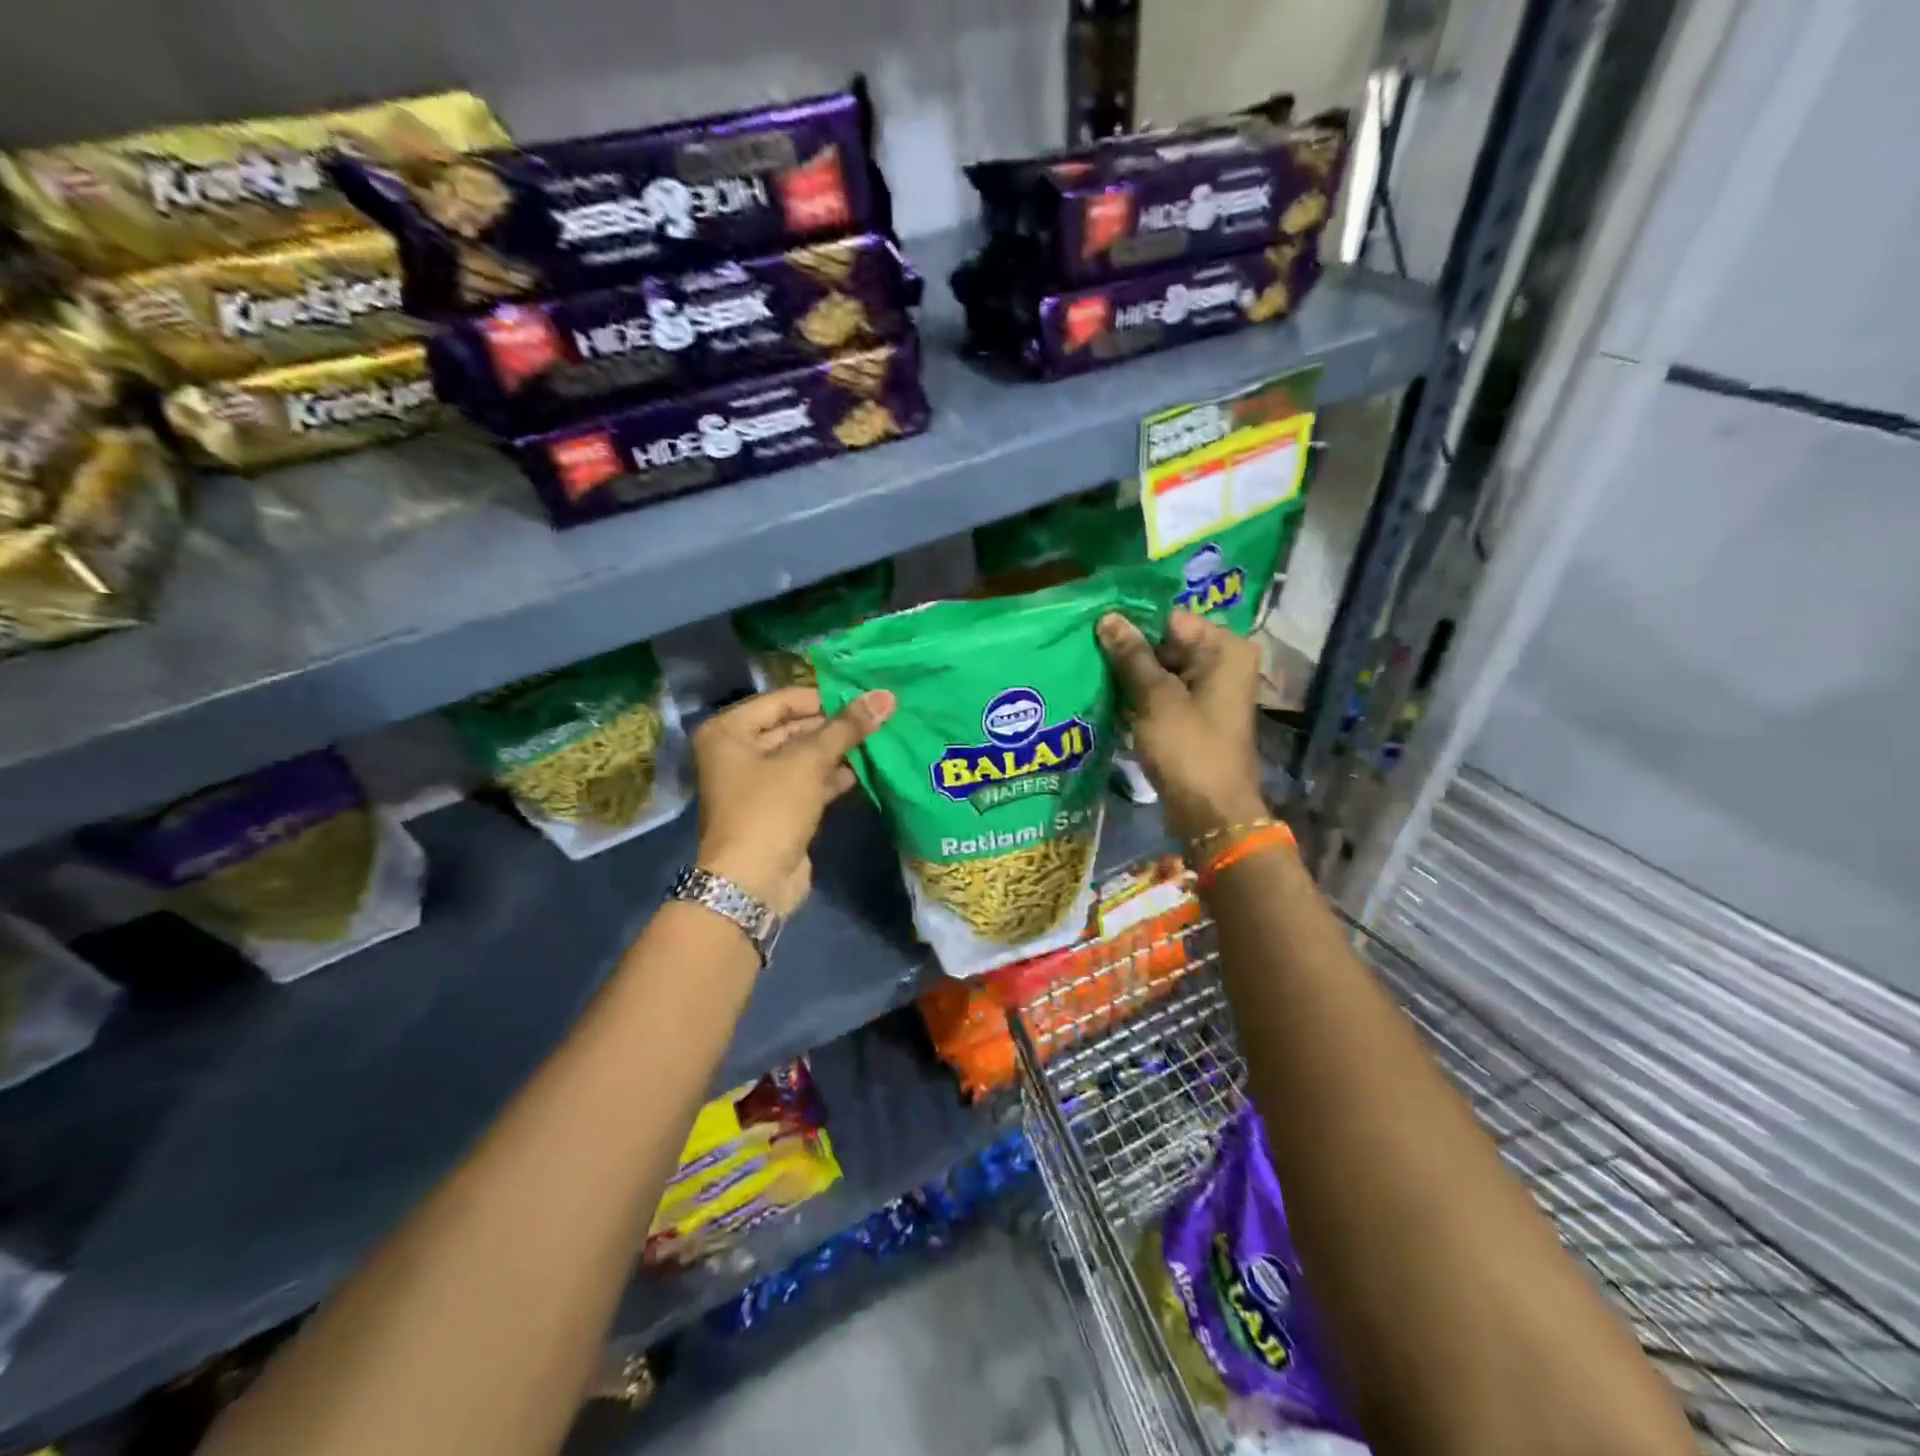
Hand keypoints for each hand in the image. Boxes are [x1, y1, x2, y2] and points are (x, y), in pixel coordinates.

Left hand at [690, 685, 893, 916]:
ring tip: (878, 738)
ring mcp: (756, 783)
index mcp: (729, 731)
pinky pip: (806, 782)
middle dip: (833, 725)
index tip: (863, 696)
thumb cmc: (770, 809)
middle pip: (792, 727)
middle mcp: (736, 752)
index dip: (823, 698)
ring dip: (836, 751)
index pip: (783, 700)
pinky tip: (864, 769)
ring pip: (802, 757)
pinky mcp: (776, 809)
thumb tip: (885, 696)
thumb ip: (846, 728)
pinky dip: (831, 776)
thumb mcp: (808, 762)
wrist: (753, 883)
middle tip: (876, 716)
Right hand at [1097, 609, 1266, 843]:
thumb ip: (1131, 656)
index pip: (1169, 619)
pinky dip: (1138, 695)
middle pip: (1165, 643)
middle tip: (1082, 648)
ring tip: (1087, 669)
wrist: (1210, 813)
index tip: (1091, 624)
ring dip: (1128, 674)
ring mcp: (1209, 691)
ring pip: (1160, 669)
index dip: (1131, 622)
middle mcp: (1222, 663)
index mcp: (1224, 649)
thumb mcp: (1156, 698)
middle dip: (1127, 649)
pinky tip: (1105, 695)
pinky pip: (1162, 693)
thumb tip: (1108, 618)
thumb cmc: (1188, 749)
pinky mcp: (1194, 715)